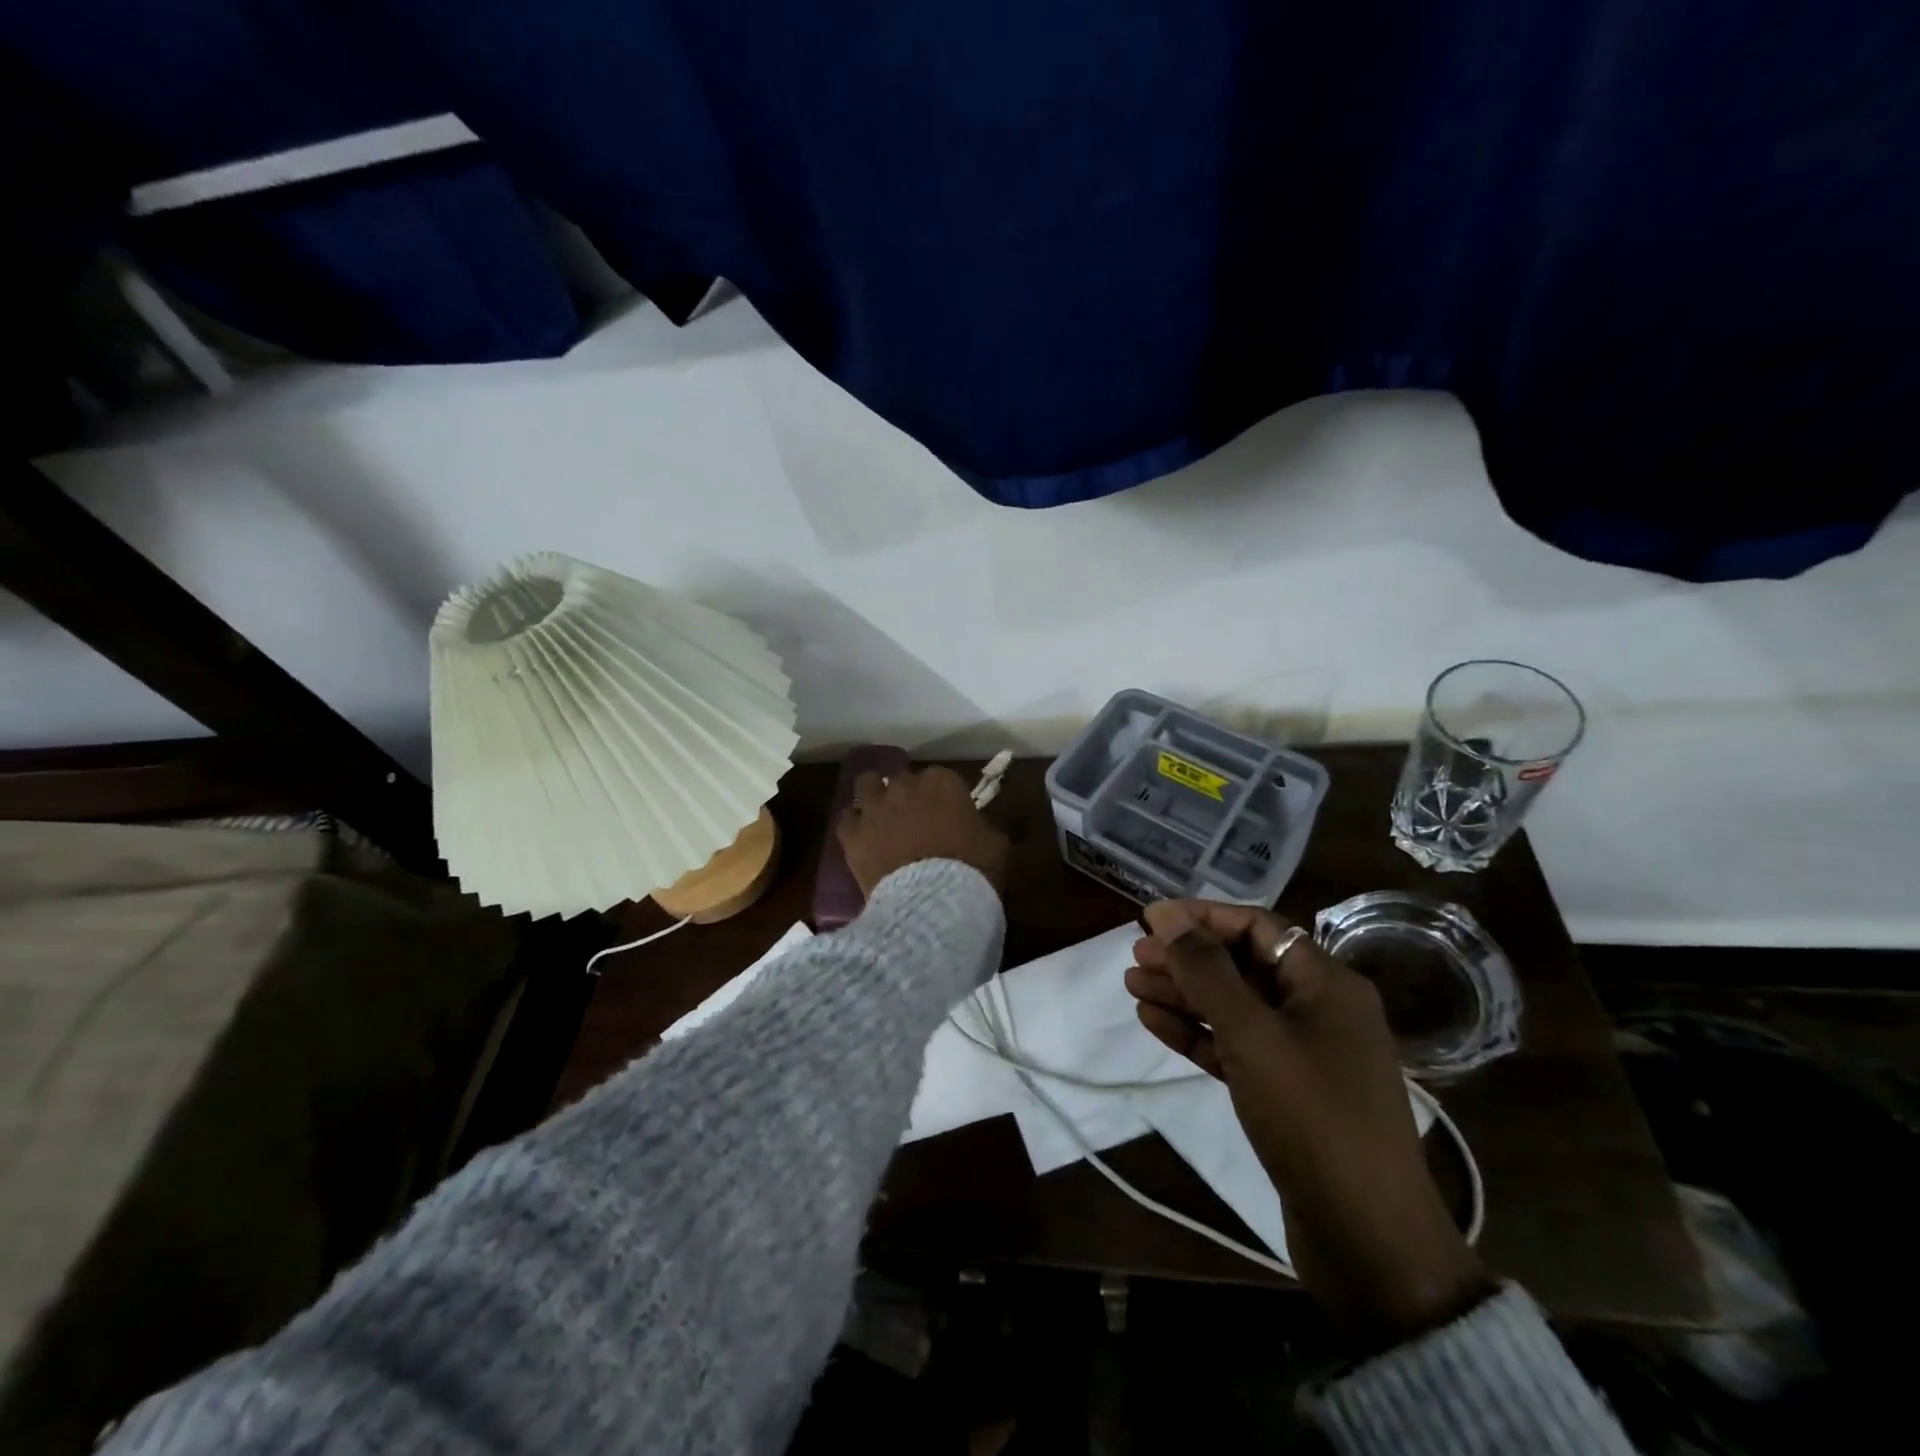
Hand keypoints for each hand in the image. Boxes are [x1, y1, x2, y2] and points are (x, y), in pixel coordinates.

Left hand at [836, 766, 1009, 899]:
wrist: (931, 903)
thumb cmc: (972, 870)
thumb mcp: (996, 845)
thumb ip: (983, 827)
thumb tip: (976, 828)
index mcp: (942, 782)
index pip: (940, 778)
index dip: (942, 797)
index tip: (947, 815)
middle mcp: (904, 786)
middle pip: (902, 781)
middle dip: (907, 797)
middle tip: (915, 822)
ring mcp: (874, 808)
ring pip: (866, 786)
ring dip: (874, 797)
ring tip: (881, 818)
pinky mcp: (852, 834)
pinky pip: (847, 819)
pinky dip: (854, 827)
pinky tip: (862, 840)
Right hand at [1126, 900, 1492, 1348]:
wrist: (1368, 1240)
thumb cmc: (1312, 1117)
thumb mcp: (1252, 1033)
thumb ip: (1206, 970)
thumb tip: (1166, 914)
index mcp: (1327, 983)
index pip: (1257, 927)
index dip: (1201, 918)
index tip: (1149, 920)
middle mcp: (1319, 1009)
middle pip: (1242, 965)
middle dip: (1187, 958)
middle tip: (1135, 958)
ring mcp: (1305, 1054)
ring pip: (1235, 1007)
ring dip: (1184, 995)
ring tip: (1132, 987)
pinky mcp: (1288, 1094)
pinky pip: (1236, 1047)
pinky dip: (1198, 1033)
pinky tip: (1155, 1023)